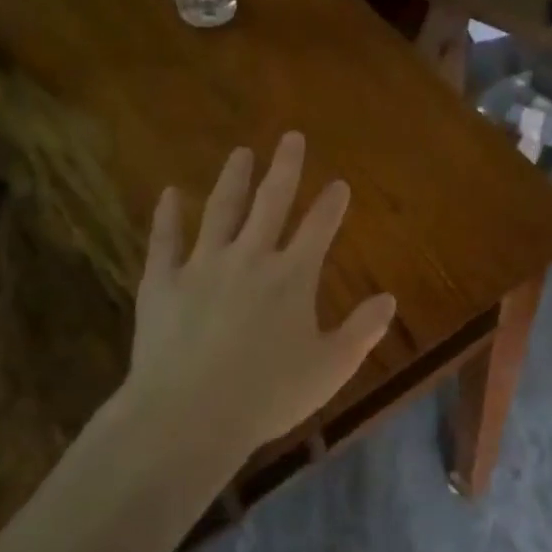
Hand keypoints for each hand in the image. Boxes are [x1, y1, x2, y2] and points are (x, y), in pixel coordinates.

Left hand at [108, 133, 396, 467]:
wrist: (189, 415)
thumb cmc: (268, 394)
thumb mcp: (331, 367)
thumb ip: (363, 330)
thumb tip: (389, 298)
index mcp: (292, 276)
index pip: (319, 227)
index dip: (331, 204)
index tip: (339, 183)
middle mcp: (250, 257)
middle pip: (271, 202)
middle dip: (285, 168)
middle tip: (291, 137)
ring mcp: (202, 265)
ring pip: (220, 210)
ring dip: (233, 179)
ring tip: (240, 152)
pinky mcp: (162, 282)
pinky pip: (165, 240)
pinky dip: (167, 215)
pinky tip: (168, 194)